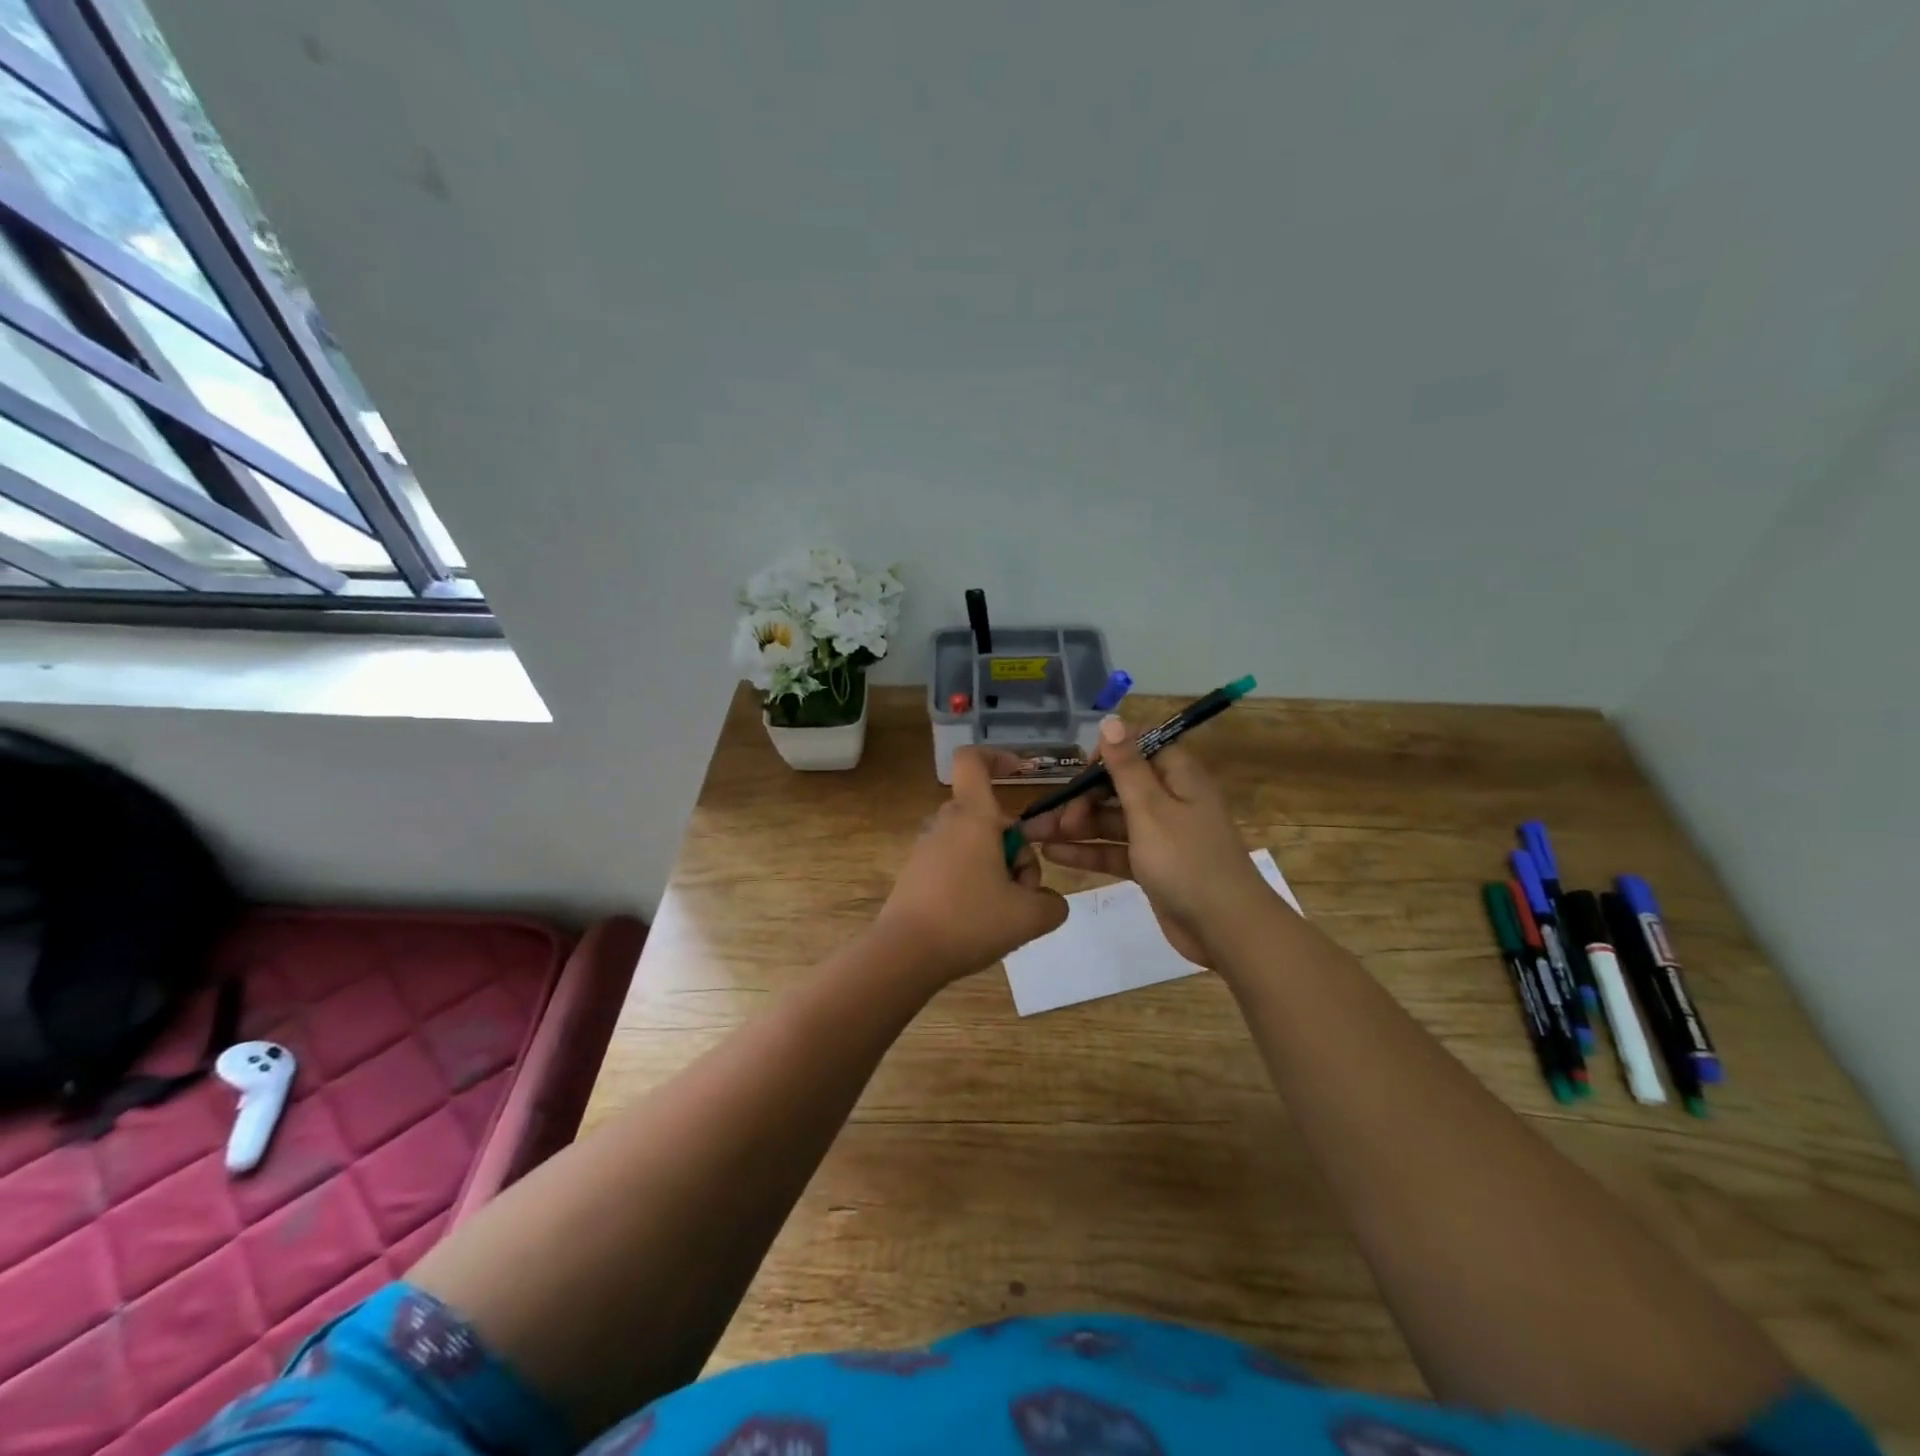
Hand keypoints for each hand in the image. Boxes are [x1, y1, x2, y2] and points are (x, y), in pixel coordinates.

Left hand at [872, 747, 1069, 983]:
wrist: (904, 954)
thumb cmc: (969, 921)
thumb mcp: (1030, 917)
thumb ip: (1053, 904)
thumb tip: (1048, 901)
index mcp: (974, 817)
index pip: (973, 761)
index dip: (997, 757)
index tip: (1019, 772)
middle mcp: (947, 824)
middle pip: (991, 819)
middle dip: (1016, 851)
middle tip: (1024, 892)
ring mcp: (927, 848)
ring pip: (975, 845)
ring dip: (997, 870)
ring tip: (1003, 913)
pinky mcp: (916, 873)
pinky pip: (955, 863)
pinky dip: (974, 882)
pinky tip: (977, 920)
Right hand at [1023, 716, 1271, 965]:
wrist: (1225, 929)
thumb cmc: (1187, 861)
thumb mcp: (1151, 809)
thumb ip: (1127, 767)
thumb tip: (1112, 720)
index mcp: (1179, 777)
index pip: (1141, 747)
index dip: (1109, 753)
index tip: (1081, 770)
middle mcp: (1171, 800)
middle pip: (1119, 786)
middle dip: (1083, 796)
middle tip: (1055, 817)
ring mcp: (1161, 835)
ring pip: (1112, 820)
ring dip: (1077, 825)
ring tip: (1036, 835)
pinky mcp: (1153, 866)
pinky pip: (1116, 850)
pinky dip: (1088, 851)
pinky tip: (1053, 854)